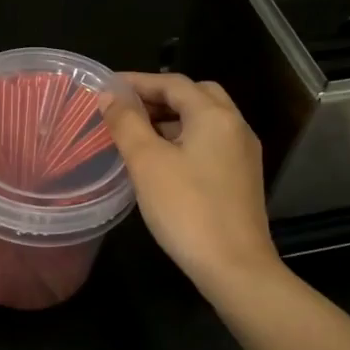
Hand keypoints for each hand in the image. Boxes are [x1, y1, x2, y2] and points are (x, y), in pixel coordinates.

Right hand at [101, 73, 281, 298]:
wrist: (235, 268)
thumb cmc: (187, 210)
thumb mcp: (147, 163)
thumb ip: (126, 123)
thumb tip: (110, 95)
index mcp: (214, 115)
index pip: (173, 83)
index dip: (138, 81)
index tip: (107, 87)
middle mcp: (235, 126)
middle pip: (195, 95)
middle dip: (159, 96)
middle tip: (126, 108)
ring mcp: (242, 153)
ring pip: (205, 120)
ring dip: (172, 118)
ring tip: (137, 133)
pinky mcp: (242, 177)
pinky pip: (211, 142)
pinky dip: (185, 138)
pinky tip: (162, 160)